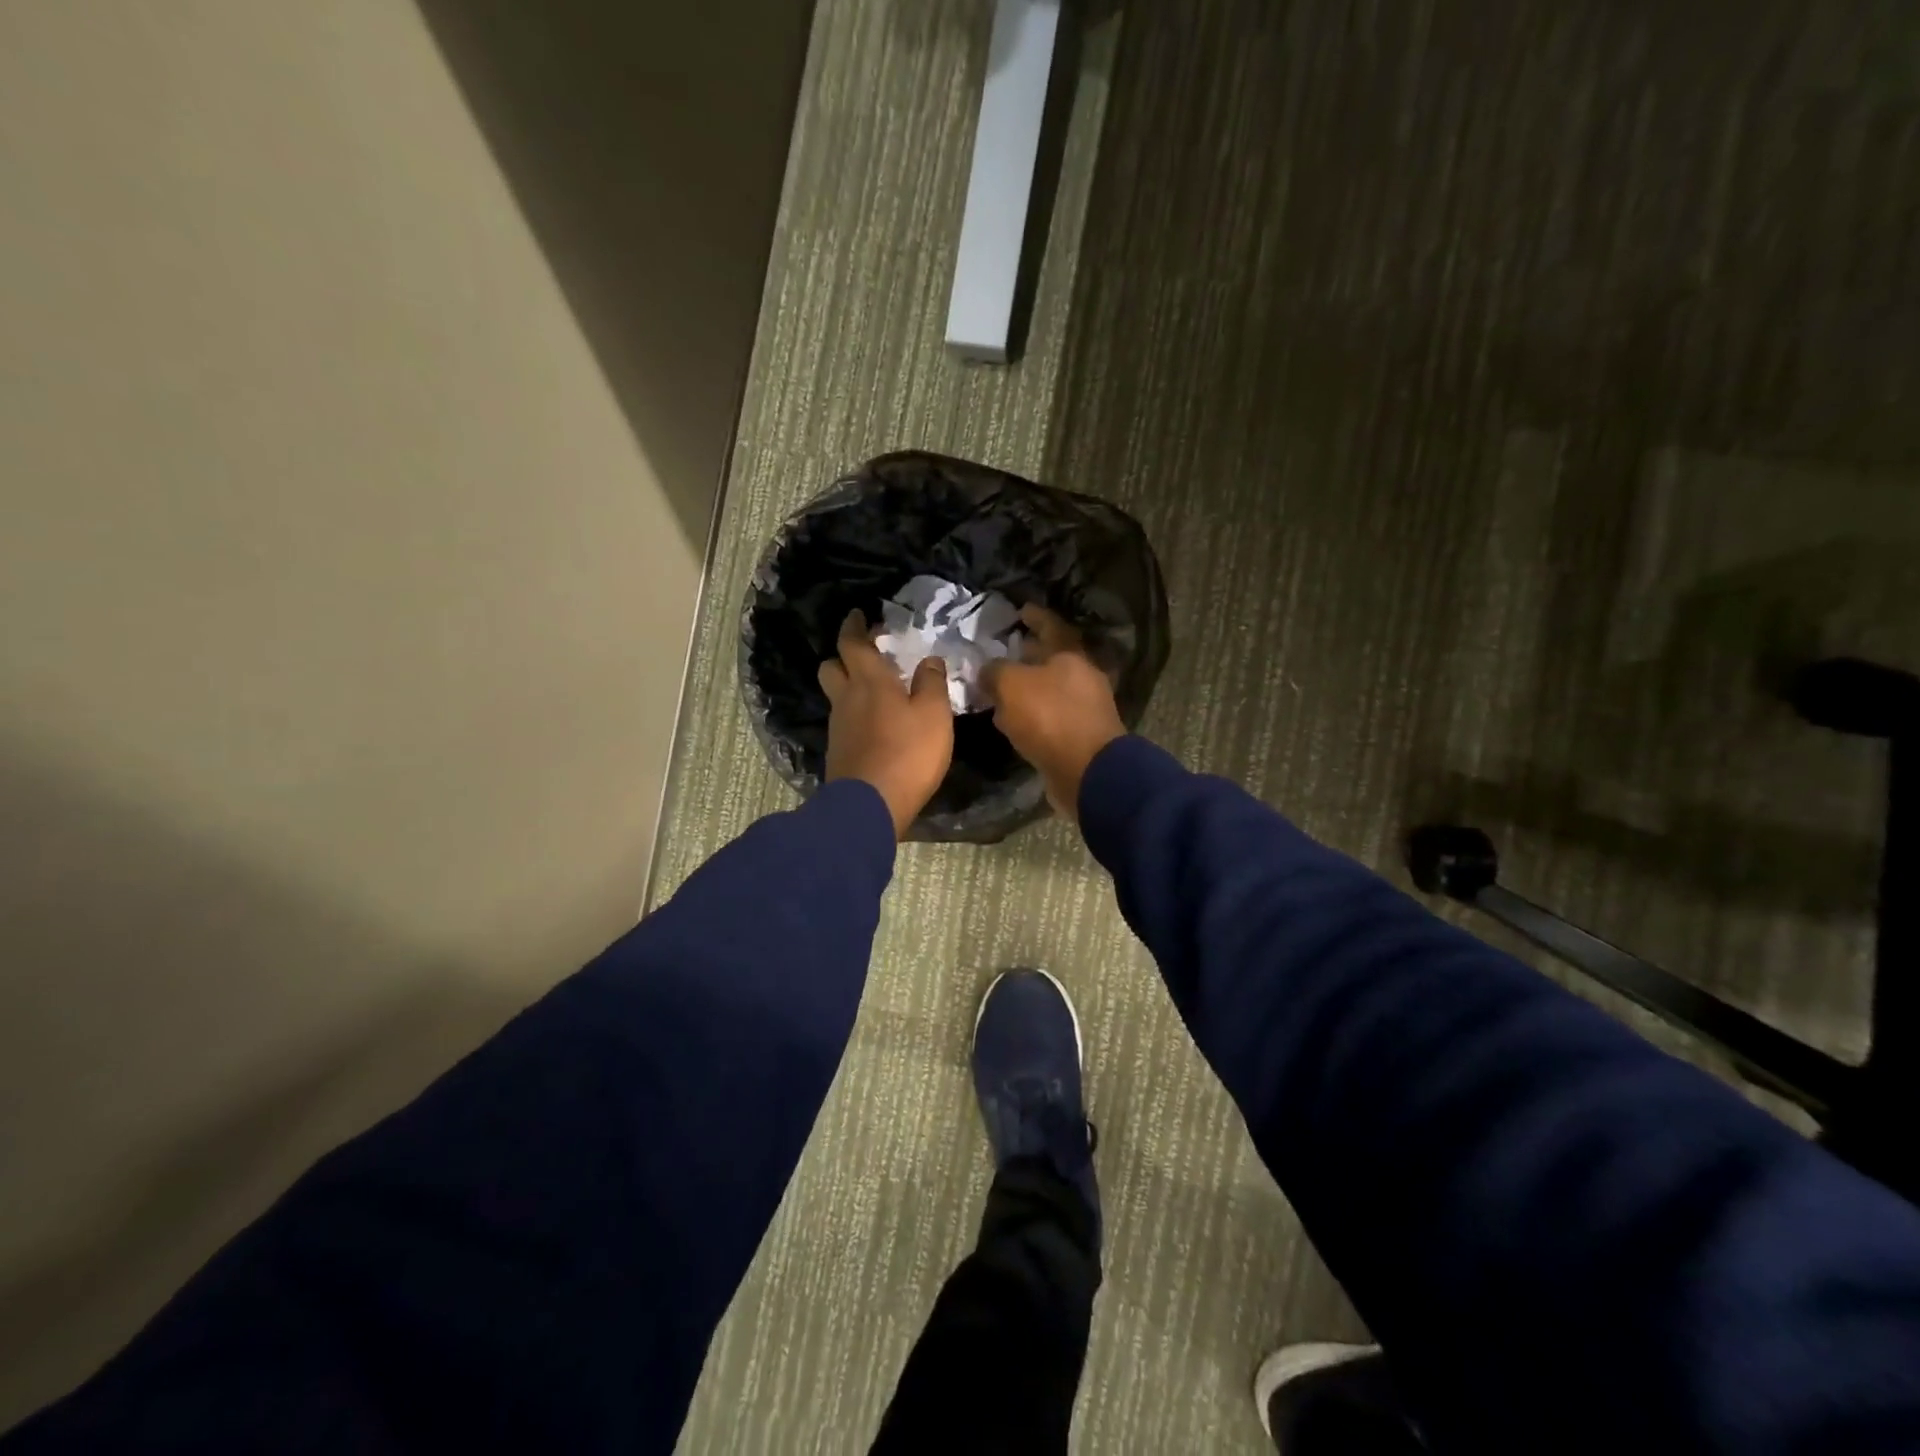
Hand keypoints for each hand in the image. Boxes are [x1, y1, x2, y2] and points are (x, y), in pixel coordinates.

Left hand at [819, 609, 954, 838]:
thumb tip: (929, 660)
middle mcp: (846, 699)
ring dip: (848, 686)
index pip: (852, 643)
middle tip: (866, 654)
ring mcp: (838, 728)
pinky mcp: (837, 753)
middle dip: (844, 655)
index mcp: (869, 681)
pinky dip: (854, 715)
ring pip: (836, 696)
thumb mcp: (934, 715)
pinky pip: (842, 722)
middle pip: (831, 666)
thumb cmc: (908, 753)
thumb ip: (932, 683)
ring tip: (874, 691)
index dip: (854, 626)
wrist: (870, 806)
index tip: (858, 614)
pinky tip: (873, 725)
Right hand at [982, 605, 1125, 820]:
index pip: (1051, 625)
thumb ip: (995, 671)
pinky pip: (1048, 717)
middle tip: (1003, 651)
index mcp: (1071, 655)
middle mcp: (1082, 677)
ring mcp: (1083, 708)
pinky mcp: (1078, 736)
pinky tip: (1010, 721)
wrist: (1087, 771)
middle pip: (1052, 659)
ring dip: (1026, 688)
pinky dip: (1030, 715)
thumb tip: (987, 671)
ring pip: (1049, 690)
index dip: (1035, 616)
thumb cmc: (1050, 717)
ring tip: (999, 689)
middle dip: (1027, 655)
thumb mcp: (1011, 685)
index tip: (1020, 609)